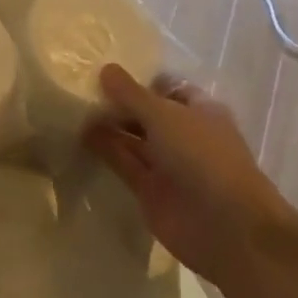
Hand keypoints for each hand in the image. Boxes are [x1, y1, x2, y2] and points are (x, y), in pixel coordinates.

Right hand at [82, 64, 296, 287]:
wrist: (226, 228)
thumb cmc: (202, 157)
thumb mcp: (164, 115)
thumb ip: (131, 93)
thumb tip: (105, 69)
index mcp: (199, 111)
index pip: (166, 88)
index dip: (139, 80)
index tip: (104, 72)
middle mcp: (183, 135)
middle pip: (145, 114)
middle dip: (117, 104)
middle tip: (79, 90)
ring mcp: (167, 165)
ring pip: (132, 140)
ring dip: (106, 127)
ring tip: (72, 111)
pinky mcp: (150, 192)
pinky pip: (124, 166)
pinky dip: (105, 153)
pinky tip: (79, 137)